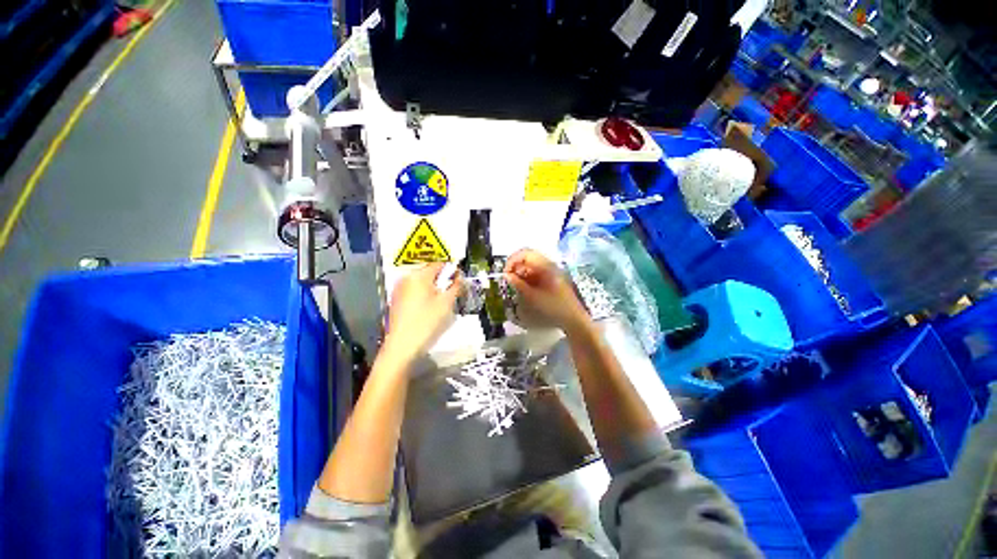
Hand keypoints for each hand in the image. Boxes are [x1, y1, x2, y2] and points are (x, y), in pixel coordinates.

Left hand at [383, 263, 461, 362]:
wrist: (402, 346)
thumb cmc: (426, 322)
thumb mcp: (446, 303)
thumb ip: (455, 286)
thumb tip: (459, 277)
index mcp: (419, 275)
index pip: (439, 264)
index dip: (451, 269)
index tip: (459, 279)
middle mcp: (406, 278)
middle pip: (429, 272)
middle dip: (442, 280)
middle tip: (452, 292)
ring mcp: (399, 289)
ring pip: (421, 282)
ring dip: (433, 287)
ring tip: (441, 301)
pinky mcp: (396, 300)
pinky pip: (413, 291)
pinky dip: (423, 294)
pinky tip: (428, 308)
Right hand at [504, 249, 589, 332]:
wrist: (573, 317)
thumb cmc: (554, 307)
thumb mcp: (533, 297)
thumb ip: (518, 284)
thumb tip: (506, 275)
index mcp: (545, 266)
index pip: (525, 253)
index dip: (512, 260)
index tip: (505, 273)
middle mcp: (548, 264)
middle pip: (527, 258)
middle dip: (515, 266)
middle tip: (508, 278)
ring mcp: (550, 271)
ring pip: (530, 265)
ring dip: (520, 272)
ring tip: (515, 285)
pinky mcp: (550, 277)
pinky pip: (536, 272)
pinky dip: (527, 277)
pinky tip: (523, 287)